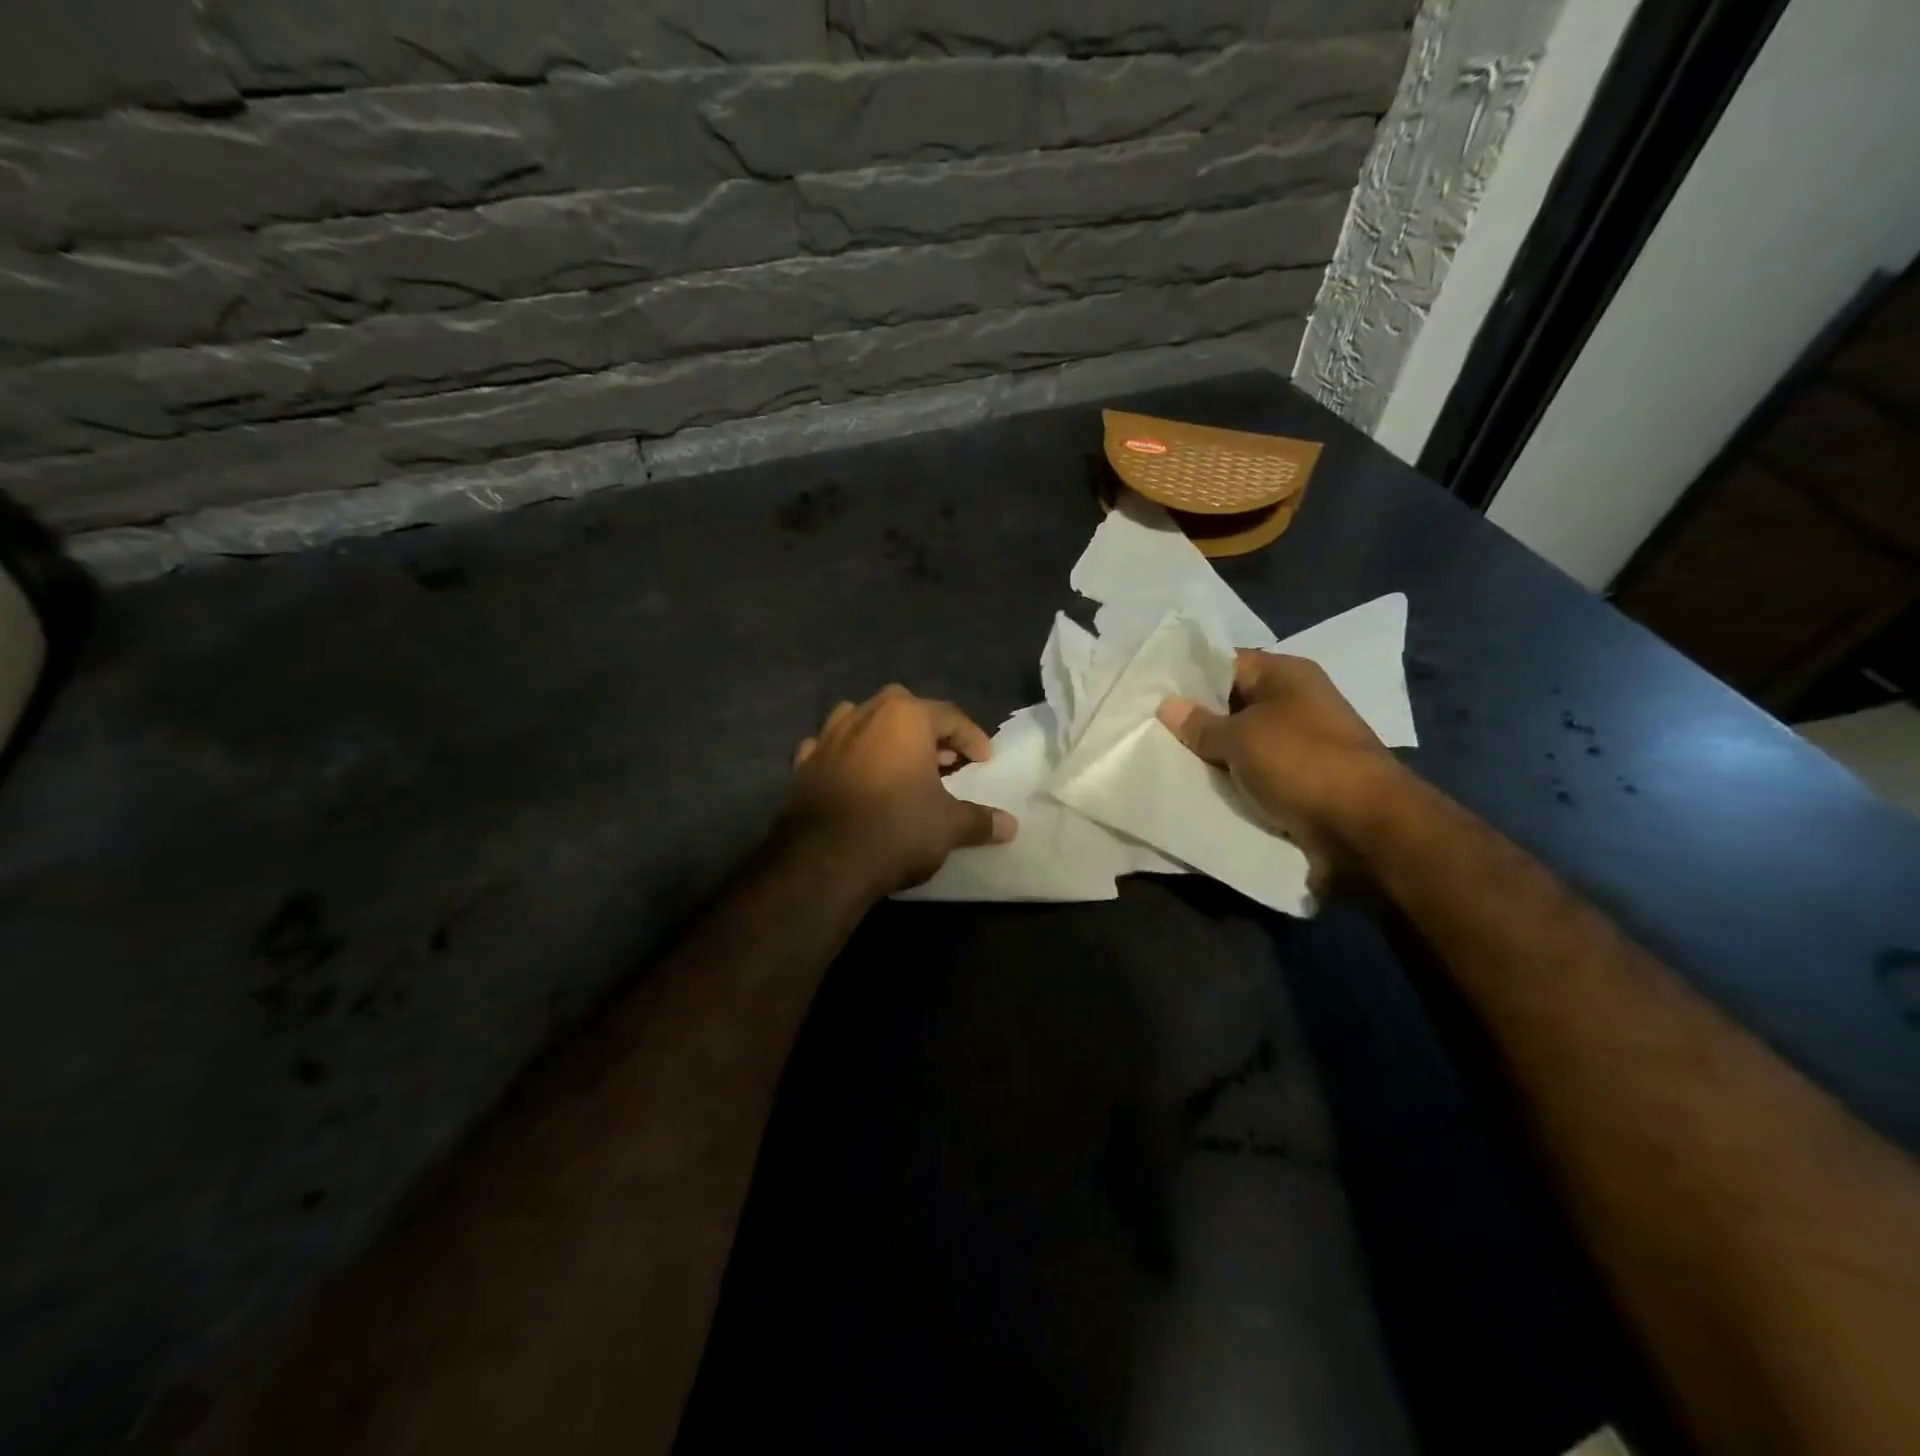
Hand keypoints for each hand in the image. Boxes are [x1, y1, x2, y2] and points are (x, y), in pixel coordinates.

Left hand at [782, 686, 1017, 896]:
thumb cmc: (898, 829)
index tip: (984, 761)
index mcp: (905, 716)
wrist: (824, 861)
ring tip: (899, 764)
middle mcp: (864, 715)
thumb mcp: (950, 826)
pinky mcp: (803, 765)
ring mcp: (827, 737)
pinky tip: (853, 776)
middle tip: (945, 762)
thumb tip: (1011, 826)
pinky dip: (845, 757)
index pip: (950, 716)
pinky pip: (829, 749)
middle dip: (928, 732)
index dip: (972, 738)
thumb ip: (980, 820)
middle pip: (904, 709)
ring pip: (861, 721)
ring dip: (883, 737)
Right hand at [1158, 653, 1406, 889]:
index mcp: (1287, 675)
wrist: (1364, 827)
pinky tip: (1198, 789)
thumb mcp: (1241, 737)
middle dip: (1196, 721)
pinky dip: (1233, 782)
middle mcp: (1296, 703)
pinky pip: (1256, 775)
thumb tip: (1168, 706)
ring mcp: (1301, 744)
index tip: (1152, 694)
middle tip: (1149, 731)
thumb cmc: (1301, 762)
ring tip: (1165, 760)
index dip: (1190, 678)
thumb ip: (1201, 724)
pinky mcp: (1302, 782)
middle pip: (1233, 705)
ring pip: (1242, 744)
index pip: (1227, 664)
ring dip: (1212, 756)